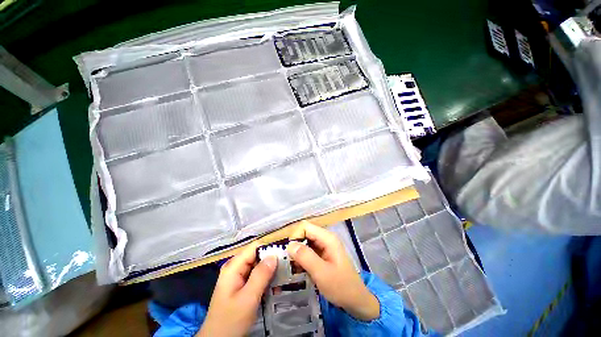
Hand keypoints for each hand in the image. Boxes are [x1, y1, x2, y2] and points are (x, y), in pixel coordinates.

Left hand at [197, 244, 276, 336]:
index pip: (255, 247)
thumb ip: (261, 275)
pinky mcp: (241, 285)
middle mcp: (236, 267)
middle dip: (272, 261)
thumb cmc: (230, 321)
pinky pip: (256, 276)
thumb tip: (274, 255)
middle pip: (257, 255)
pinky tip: (275, 287)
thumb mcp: (248, 298)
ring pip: (258, 265)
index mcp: (234, 266)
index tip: (284, 256)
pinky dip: (266, 279)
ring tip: (283, 278)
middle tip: (286, 269)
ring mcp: (238, 276)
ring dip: (270, 271)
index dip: (269, 248)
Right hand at [286, 221, 379, 320]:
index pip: (305, 226)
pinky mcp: (322, 254)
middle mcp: (325, 238)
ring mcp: (324, 246)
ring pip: (305, 242)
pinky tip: (300, 269)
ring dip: (298, 253)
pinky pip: (308, 251)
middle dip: (295, 245)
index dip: (296, 236)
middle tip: (291, 262)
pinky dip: (302, 258)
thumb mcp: (322, 273)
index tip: (290, 253)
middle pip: (304, 233)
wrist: (356, 301)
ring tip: (294, 268)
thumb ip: (305, 257)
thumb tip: (289, 245)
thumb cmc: (341, 287)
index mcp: (327, 238)